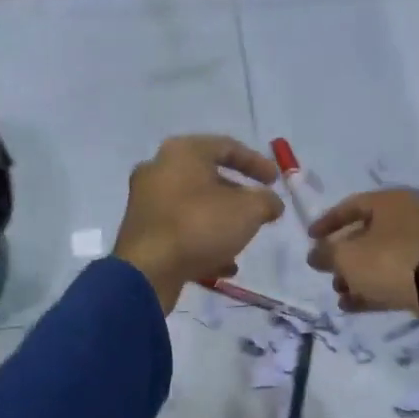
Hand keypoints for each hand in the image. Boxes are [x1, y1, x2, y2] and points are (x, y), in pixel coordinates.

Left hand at [113, 135, 284, 312]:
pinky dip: (202, 242)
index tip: (276, 181)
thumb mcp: (247, 211)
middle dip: (238, 197)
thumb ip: (266, 201)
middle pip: (207, 177)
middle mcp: (159, 170)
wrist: (147, 270)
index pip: (226, 146)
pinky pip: (179, 230)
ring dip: (221, 223)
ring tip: (242, 241)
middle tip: (259, 211)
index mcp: (182, 152)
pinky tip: (223, 266)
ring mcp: (146, 202)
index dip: (256, 163)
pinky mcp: (142, 232)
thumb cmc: (199, 226)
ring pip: (194, 207)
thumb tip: (272, 203)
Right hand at [306, 189, 418, 312]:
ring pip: (383, 257)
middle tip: (328, 272)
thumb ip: (325, 253)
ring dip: (358, 275)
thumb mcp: (346, 256)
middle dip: (344, 256)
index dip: (327, 223)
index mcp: (392, 201)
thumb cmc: (389, 261)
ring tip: (340, 294)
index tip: (310, 239)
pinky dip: (376, 287)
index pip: (352, 205)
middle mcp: (413, 216)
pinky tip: (354, 305)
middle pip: (369, 233)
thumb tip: (315, 254)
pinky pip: (398, 275)